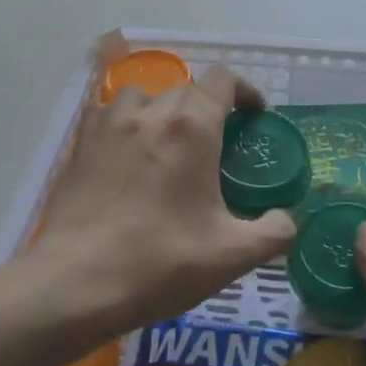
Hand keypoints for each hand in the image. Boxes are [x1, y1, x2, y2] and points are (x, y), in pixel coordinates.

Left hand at [16, 64, 296, 337]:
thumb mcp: (232, 256)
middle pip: (187, 89)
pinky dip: (124, 122)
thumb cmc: (160, 263)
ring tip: (166, 142)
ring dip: (161, 109)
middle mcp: (151, 113)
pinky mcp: (80, 145)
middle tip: (215, 144)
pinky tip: (126, 154)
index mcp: (192, 128)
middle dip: (207, 108)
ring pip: (143, 95)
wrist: (77, 285)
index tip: (254, 115)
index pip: (223, 80)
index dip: (244, 91)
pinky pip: (106, 114)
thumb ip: (274, 232)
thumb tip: (289, 219)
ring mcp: (110, 126)